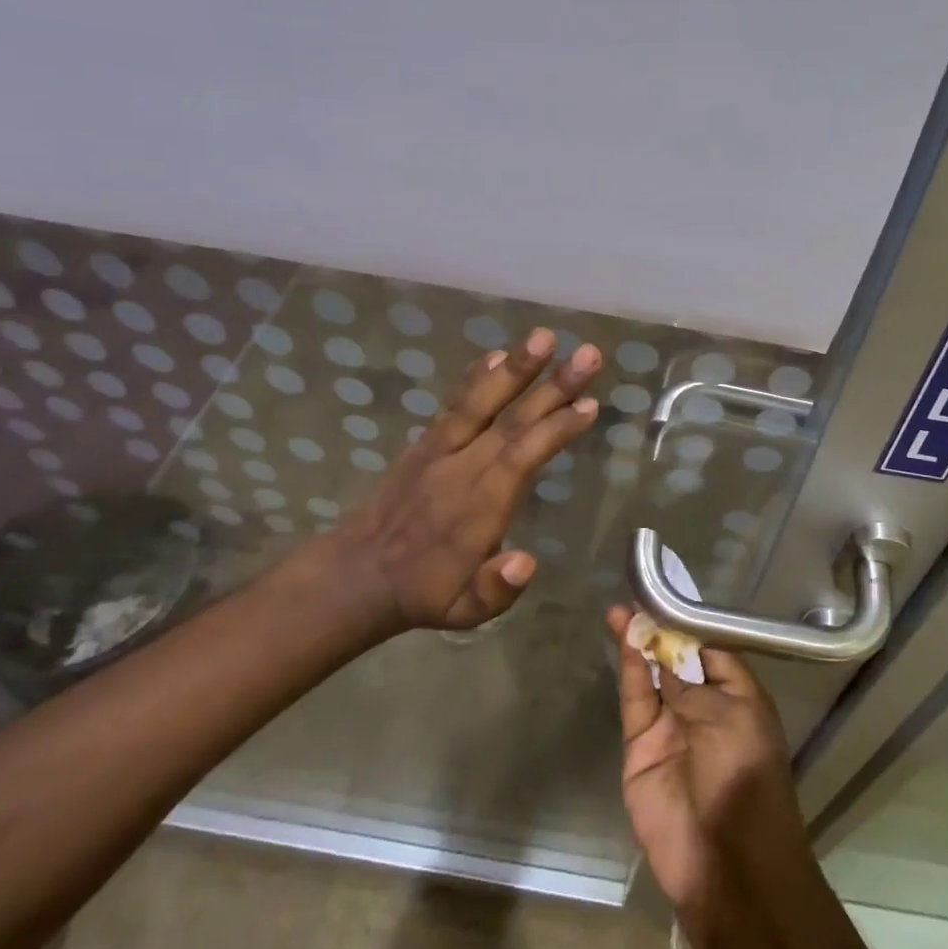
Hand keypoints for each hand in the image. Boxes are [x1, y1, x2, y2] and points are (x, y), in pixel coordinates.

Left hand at [332, 330, 600, 632]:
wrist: (357, 573)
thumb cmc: (425, 593)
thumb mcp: (463, 612)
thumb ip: (496, 589)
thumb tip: (527, 562)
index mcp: (478, 506)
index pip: (522, 457)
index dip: (556, 428)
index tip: (589, 403)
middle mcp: (462, 468)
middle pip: (512, 420)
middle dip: (552, 386)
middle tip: (588, 354)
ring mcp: (440, 450)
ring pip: (481, 401)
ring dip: (515, 368)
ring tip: (544, 336)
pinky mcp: (426, 443)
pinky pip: (454, 403)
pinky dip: (476, 377)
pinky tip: (497, 353)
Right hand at [607, 605, 808, 912]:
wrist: (725, 863)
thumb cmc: (744, 777)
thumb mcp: (728, 717)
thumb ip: (690, 682)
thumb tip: (663, 655)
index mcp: (739, 699)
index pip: (712, 651)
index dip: (690, 626)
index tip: (668, 595)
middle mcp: (705, 708)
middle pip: (679, 660)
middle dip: (661, 630)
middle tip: (639, 594)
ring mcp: (671, 727)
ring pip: (653, 675)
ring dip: (640, 642)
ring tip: (623, 610)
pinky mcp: (641, 746)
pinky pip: (636, 700)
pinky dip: (631, 668)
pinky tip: (625, 638)